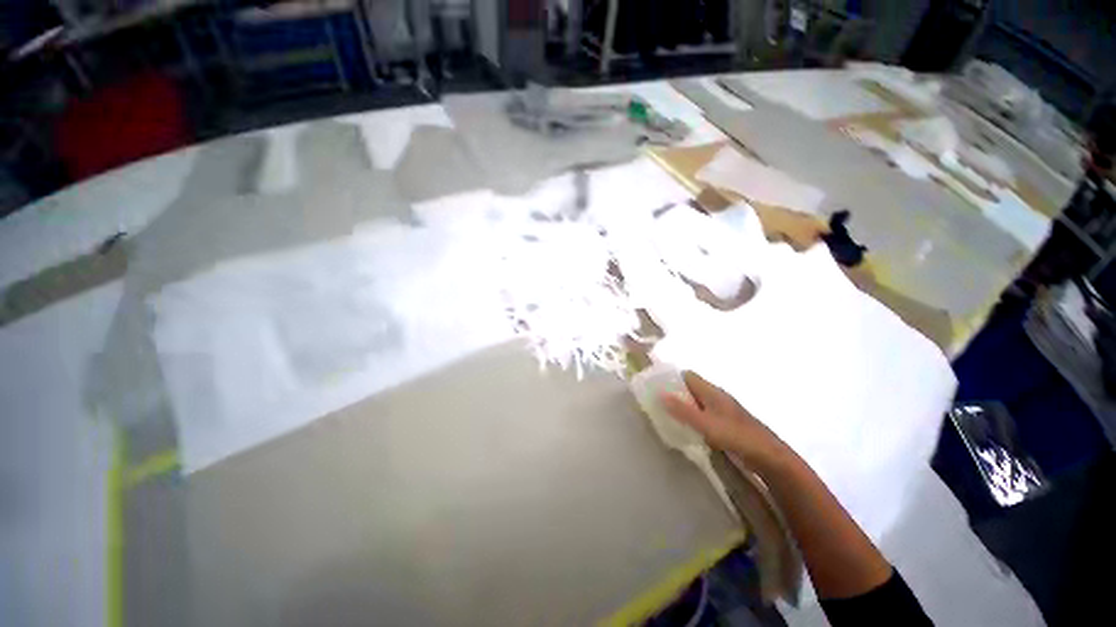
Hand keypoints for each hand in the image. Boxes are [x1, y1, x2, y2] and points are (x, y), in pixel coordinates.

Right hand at [661, 371, 787, 468]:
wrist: (771, 458)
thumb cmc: (738, 437)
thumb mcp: (707, 424)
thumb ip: (683, 411)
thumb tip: (660, 394)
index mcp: (712, 392)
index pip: (687, 375)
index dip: (672, 378)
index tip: (656, 388)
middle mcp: (717, 397)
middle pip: (690, 389)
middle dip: (674, 394)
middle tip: (657, 405)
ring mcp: (722, 411)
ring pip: (697, 403)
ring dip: (683, 408)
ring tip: (666, 418)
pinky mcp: (727, 425)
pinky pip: (704, 416)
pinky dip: (693, 420)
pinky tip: (687, 432)